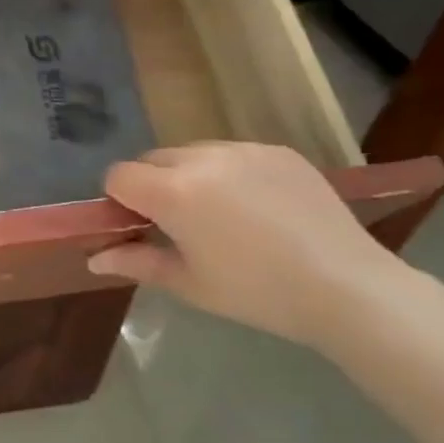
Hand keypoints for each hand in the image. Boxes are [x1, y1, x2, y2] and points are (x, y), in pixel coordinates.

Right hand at [88, 142, 404, 348]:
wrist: (348, 287)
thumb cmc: (256, 292)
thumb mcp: (188, 283)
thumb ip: (136, 262)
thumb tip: (95, 258)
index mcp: (173, 192)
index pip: (118, 176)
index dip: (120, 201)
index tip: (140, 227)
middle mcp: (203, 159)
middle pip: (152, 159)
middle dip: (152, 185)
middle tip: (178, 224)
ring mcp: (244, 150)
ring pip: (192, 153)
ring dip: (189, 176)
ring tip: (219, 215)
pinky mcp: (279, 152)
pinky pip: (233, 154)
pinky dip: (228, 173)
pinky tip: (255, 208)